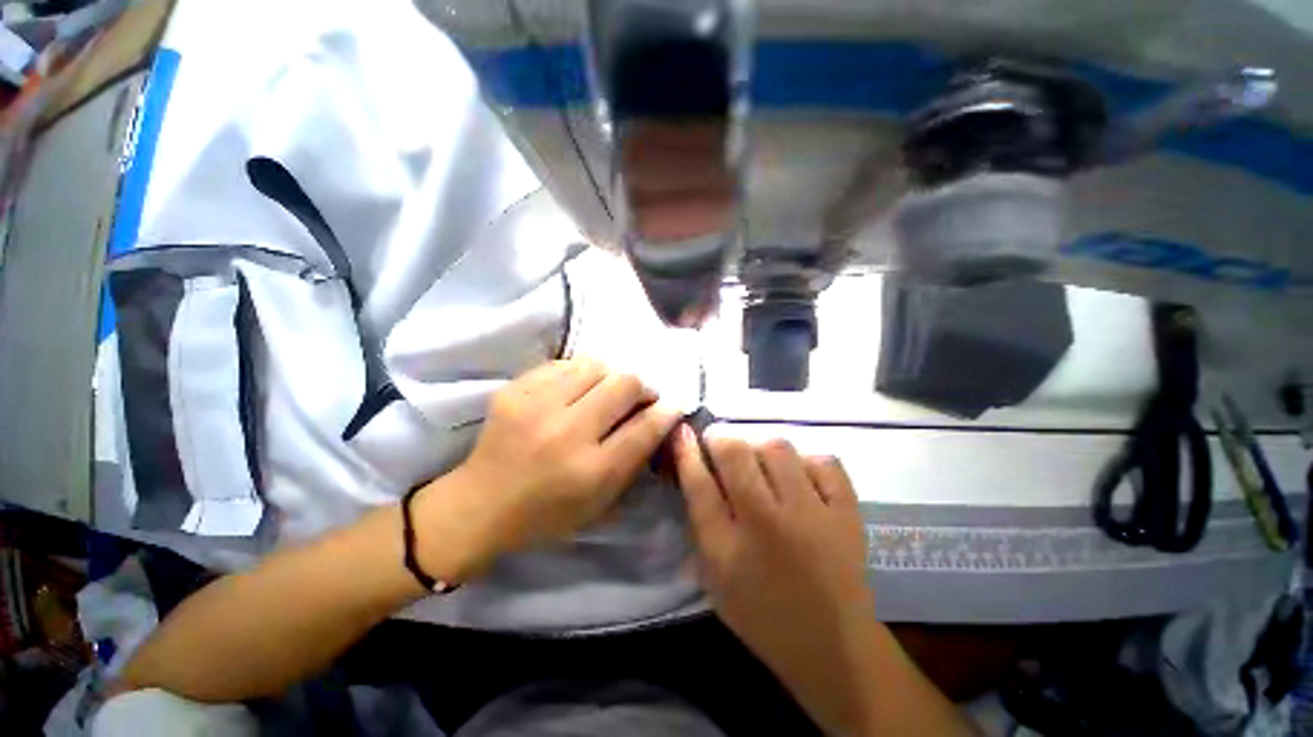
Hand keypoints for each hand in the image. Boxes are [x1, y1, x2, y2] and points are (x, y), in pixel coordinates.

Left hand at [416, 359, 679, 579]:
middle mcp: (565, 433)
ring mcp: (536, 405)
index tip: (672, 405)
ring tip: (606, 391)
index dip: (666, 411)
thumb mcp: (600, 503)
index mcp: (590, 471)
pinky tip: (577, 390)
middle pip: (624, 383)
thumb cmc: (546, 514)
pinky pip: (564, 364)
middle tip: (639, 397)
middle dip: (642, 387)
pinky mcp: (514, 389)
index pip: (645, 427)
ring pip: (596, 365)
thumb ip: (634, 460)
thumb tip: (659, 418)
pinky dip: (580, 374)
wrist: (479, 505)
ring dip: (611, 376)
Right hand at [673, 428, 880, 734]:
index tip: (683, 432)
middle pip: (736, 454)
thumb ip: (701, 525)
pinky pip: (825, 462)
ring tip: (760, 460)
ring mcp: (812, 515)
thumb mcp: (715, 578)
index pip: (698, 485)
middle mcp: (768, 524)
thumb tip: (695, 472)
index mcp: (728, 549)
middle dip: (721, 438)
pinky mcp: (847, 514)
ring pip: (779, 449)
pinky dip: (807, 460)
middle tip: (721, 443)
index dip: (686, 451)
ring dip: (761, 447)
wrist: (832, 647)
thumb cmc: (762, 615)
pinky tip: (800, 474)